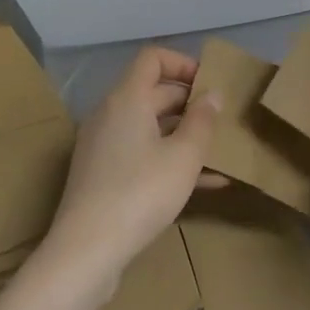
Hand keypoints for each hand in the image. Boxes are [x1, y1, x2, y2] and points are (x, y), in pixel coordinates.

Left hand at [38, 46, 219, 297]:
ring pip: (149, 127)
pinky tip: (205, 183)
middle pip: (152, 92)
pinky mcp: (101, 175)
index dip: (184, 63)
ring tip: (219, 152)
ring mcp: (102, 146)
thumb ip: (202, 121)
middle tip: (223, 120)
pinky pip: (141, 154)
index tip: (210, 84)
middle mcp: (110, 114)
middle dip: (190, 102)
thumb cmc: (140, 193)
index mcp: (127, 99)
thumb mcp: (183, 157)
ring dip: (183, 134)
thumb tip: (213, 94)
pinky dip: (168, 159)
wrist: (86, 251)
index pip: (152, 58)